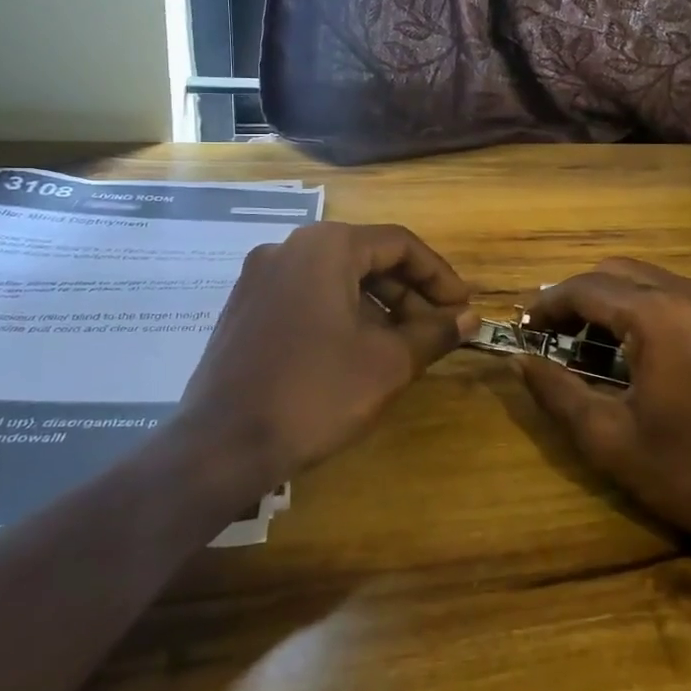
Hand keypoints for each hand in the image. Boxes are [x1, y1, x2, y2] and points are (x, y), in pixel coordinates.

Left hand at [185, 222, 477, 479]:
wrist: (220, 445)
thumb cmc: (315, 393)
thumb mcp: (388, 363)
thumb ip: (434, 333)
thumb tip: (470, 318)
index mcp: (326, 247)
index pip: (400, 244)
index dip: (440, 276)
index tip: (463, 308)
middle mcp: (289, 248)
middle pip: (366, 257)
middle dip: (410, 293)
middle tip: (439, 329)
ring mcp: (260, 277)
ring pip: (337, 278)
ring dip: (378, 306)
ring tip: (405, 345)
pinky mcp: (245, 308)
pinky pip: (307, 296)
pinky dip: (342, 314)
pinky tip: (358, 352)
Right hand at [517, 258, 690, 549]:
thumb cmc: (689, 472)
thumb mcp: (609, 439)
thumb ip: (557, 392)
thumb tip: (519, 360)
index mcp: (659, 316)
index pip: (586, 288)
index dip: (547, 304)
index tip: (524, 327)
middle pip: (616, 272)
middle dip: (577, 297)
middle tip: (553, 336)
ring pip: (647, 279)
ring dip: (611, 300)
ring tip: (589, 345)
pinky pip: (675, 293)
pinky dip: (644, 306)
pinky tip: (636, 348)